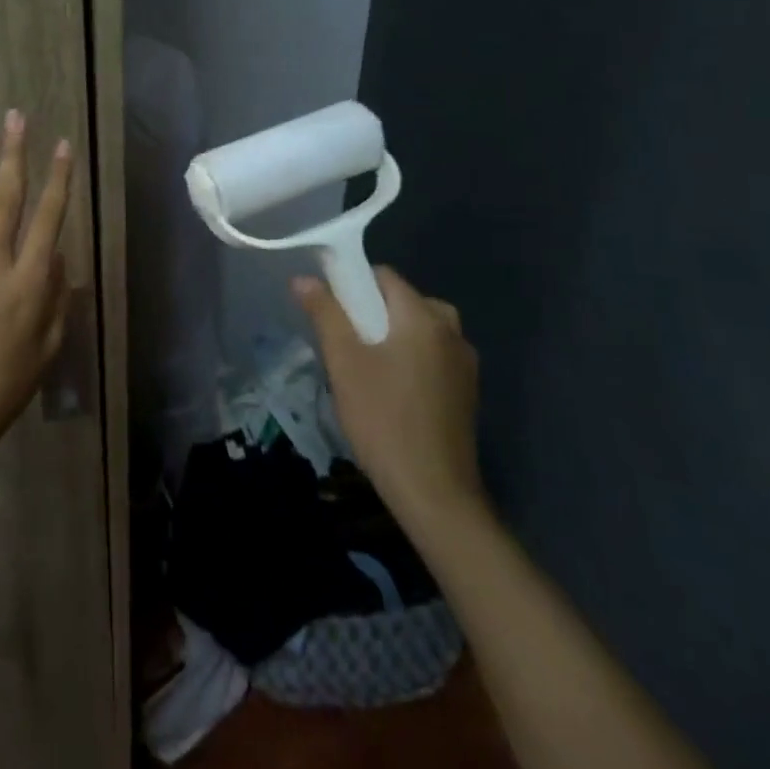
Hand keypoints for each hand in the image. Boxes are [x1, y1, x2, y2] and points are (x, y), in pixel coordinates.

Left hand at [0, 110, 74, 451]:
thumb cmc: (10, 381)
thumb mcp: (50, 345)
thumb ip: (58, 297)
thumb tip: (58, 256)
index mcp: (31, 282)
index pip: (49, 218)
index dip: (58, 179)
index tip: (62, 146)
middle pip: (7, 199)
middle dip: (14, 155)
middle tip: (15, 118)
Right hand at [293, 266, 487, 535]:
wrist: (434, 492)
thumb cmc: (383, 418)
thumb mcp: (344, 362)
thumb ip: (325, 314)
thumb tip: (303, 278)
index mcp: (424, 318)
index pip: (385, 276)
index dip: (353, 283)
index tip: (330, 307)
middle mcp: (452, 332)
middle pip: (405, 301)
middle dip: (373, 311)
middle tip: (346, 341)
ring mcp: (465, 364)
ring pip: (420, 329)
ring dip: (392, 335)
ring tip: (363, 367)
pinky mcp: (466, 392)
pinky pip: (433, 355)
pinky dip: (410, 358)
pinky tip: (390, 390)